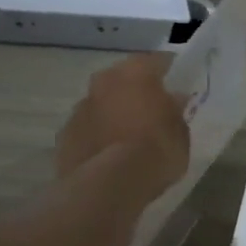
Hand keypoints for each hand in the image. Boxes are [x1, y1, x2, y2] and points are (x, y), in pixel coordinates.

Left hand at [56, 53, 189, 206]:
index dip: (169, 72)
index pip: (157, 61)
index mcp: (136, 73)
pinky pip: (87, 129)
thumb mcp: (180, 131)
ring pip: (101, 104)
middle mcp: (104, 81)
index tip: (178, 83)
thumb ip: (174, 111)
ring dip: (113, 114)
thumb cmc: (156, 150)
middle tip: (151, 111)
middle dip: (135, 91)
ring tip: (129, 138)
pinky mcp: (65, 135)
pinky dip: (98, 136)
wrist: (110, 184)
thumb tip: (171, 101)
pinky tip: (109, 156)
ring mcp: (80, 108)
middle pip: (123, 79)